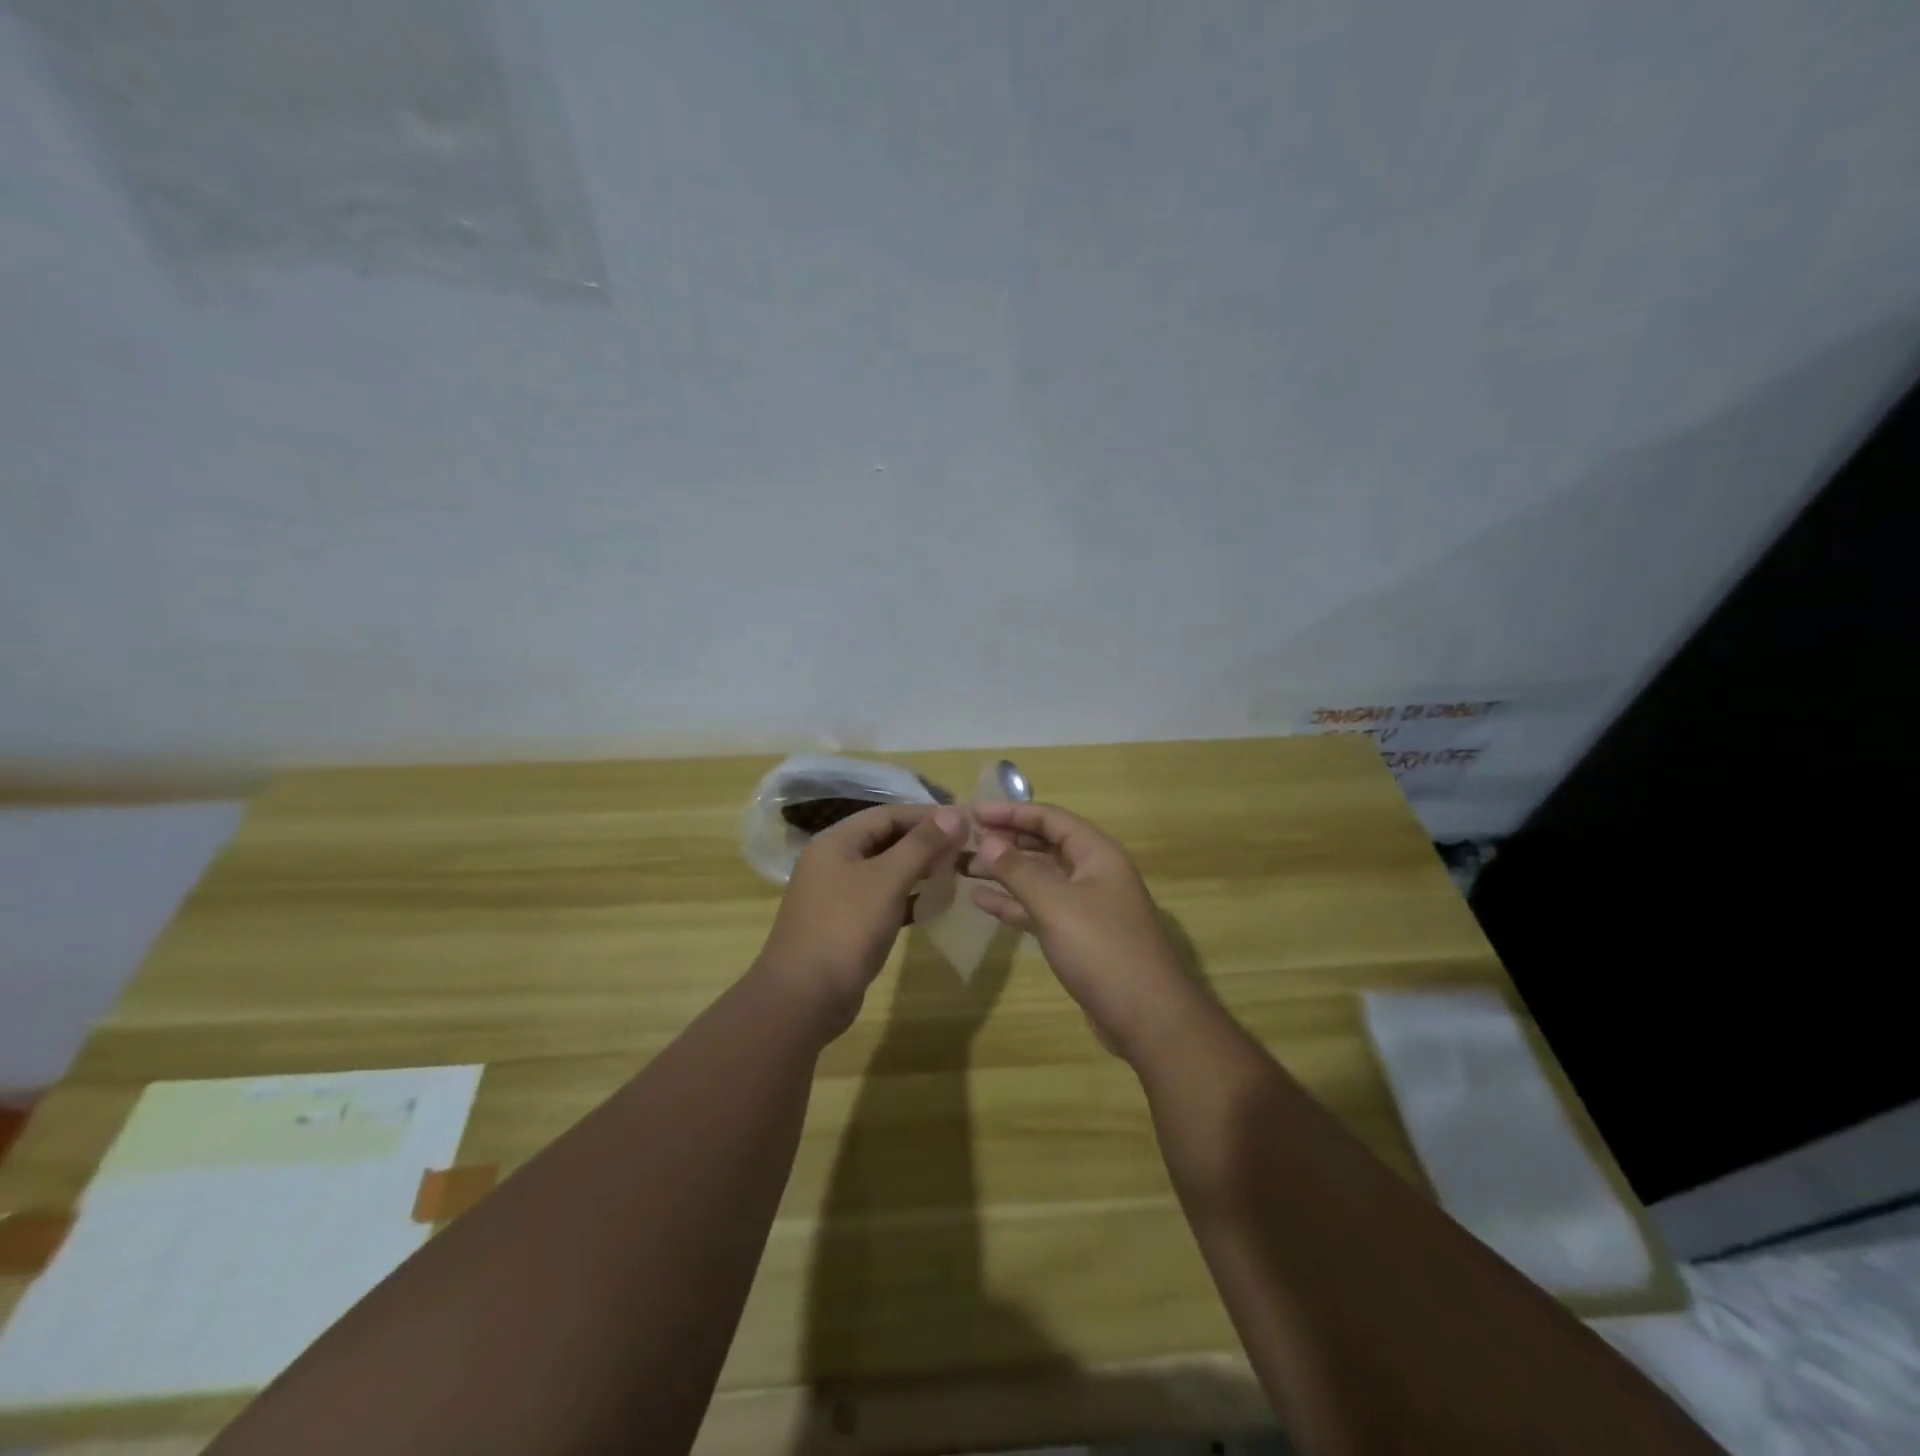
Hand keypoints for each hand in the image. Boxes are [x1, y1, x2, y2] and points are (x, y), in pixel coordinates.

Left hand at [759, 803, 966, 1037]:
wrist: (804, 998)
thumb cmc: (846, 928)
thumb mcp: (887, 880)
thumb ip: (921, 845)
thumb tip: (956, 814)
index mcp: (836, 842)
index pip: (887, 814)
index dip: (926, 815)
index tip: (965, 821)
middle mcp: (834, 862)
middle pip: (886, 840)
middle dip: (925, 842)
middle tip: (965, 848)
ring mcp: (839, 895)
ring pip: (886, 871)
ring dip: (920, 869)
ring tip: (956, 871)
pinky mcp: (848, 924)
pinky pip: (883, 899)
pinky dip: (909, 898)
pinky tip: (936, 903)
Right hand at [968, 802, 1196, 1060]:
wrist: (1147, 1016)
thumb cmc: (1102, 949)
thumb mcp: (1055, 904)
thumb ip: (1018, 870)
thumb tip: (987, 841)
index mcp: (1096, 853)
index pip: (1049, 818)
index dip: (1010, 812)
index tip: (972, 812)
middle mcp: (1093, 872)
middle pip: (1044, 845)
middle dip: (1005, 840)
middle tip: (963, 840)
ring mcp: (1086, 905)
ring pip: (1039, 877)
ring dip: (1004, 871)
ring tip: (962, 867)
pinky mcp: (1077, 935)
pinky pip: (1040, 908)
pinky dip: (1012, 903)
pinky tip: (980, 900)